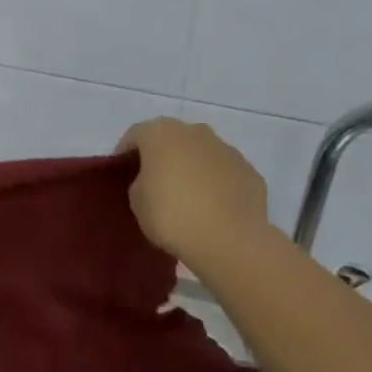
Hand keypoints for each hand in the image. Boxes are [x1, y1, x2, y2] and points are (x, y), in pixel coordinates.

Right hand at [117, 118, 268, 277]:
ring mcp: (226, 149)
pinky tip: (213, 208)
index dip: (125, 154)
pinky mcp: (249, 171)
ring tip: (188, 198)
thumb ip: (140, 181)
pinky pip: (224, 173)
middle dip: (162, 156)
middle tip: (154, 184)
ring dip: (192, 168)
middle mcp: (195, 131)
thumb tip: (154, 180)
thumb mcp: (137, 200)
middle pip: (171, 139)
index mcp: (161, 133)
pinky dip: (216, 184)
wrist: (229, 240)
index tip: (122, 175)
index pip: (135, 135)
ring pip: (201, 153)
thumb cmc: (171, 215)